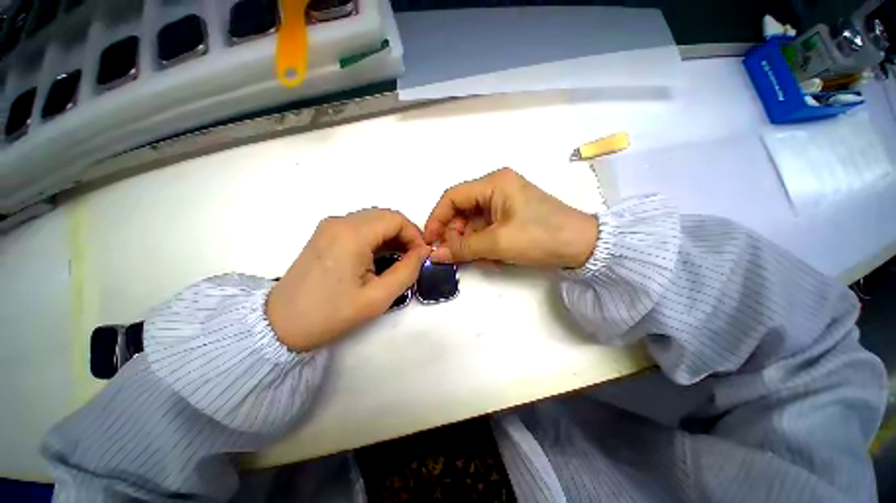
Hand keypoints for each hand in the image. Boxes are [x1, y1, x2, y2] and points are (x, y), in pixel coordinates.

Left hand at [266, 209, 429, 351]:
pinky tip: (380, 257)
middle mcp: (340, 222)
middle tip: (413, 258)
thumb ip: (407, 271)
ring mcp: (330, 226)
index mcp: (352, 234)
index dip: (415, 234)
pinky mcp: (325, 234)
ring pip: (373, 220)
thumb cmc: (331, 313)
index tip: (421, 255)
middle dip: (405, 234)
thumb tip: (423, 252)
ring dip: (391, 235)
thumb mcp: (378, 297)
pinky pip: (360, 227)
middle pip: (385, 216)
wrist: (280, 324)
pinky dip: (377, 237)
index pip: (396, 219)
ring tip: (399, 259)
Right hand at [424, 168, 597, 267]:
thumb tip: (435, 255)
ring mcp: (504, 202)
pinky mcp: (510, 215)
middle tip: (453, 255)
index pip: (452, 197)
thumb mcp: (498, 243)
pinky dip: (483, 243)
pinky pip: (486, 227)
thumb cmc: (540, 237)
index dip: (437, 218)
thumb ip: (463, 248)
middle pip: (462, 209)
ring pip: (473, 221)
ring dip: (469, 241)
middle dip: (455, 233)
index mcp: (494, 183)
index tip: (430, 241)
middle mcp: (497, 187)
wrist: (583, 246)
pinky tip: (489, 257)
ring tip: (475, 259)